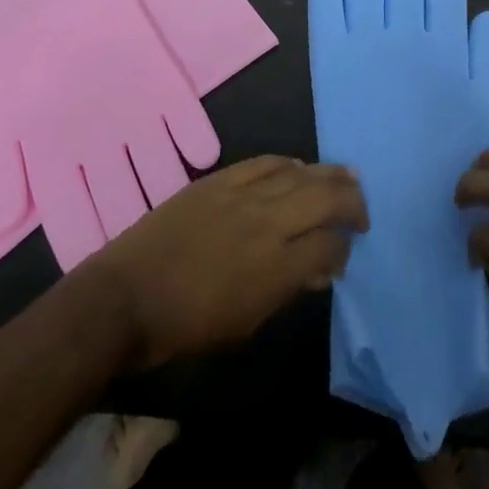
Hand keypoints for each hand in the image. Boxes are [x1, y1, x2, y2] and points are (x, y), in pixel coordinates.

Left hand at [81, 156, 367, 370]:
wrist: (126, 297)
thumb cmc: (186, 326)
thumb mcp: (245, 324)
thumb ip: (288, 291)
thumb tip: (320, 270)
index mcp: (276, 267)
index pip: (330, 244)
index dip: (344, 249)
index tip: (343, 257)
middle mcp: (268, 223)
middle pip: (326, 197)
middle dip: (352, 201)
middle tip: (361, 211)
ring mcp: (243, 194)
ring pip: (301, 172)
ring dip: (329, 174)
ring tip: (348, 177)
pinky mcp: (221, 179)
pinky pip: (266, 161)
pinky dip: (288, 163)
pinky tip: (298, 167)